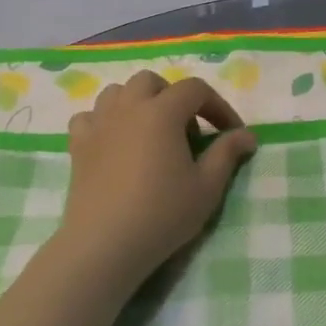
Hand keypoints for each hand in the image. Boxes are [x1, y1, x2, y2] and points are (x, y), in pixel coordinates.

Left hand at [58, 72, 257, 285]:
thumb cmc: (162, 213)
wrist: (105, 243)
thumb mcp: (207, 186)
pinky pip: (90, 116)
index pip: (195, 89)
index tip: (229, 133)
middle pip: (152, 82)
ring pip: (117, 92)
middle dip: (174, 97)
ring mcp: (98, 124)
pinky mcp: (78, 144)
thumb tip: (247, 135)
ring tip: (151, 132)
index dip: (218, 106)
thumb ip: (227, 153)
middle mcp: (128, 107)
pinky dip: (105, 121)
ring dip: (138, 102)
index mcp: (162, 112)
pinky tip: (115, 142)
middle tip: (187, 130)